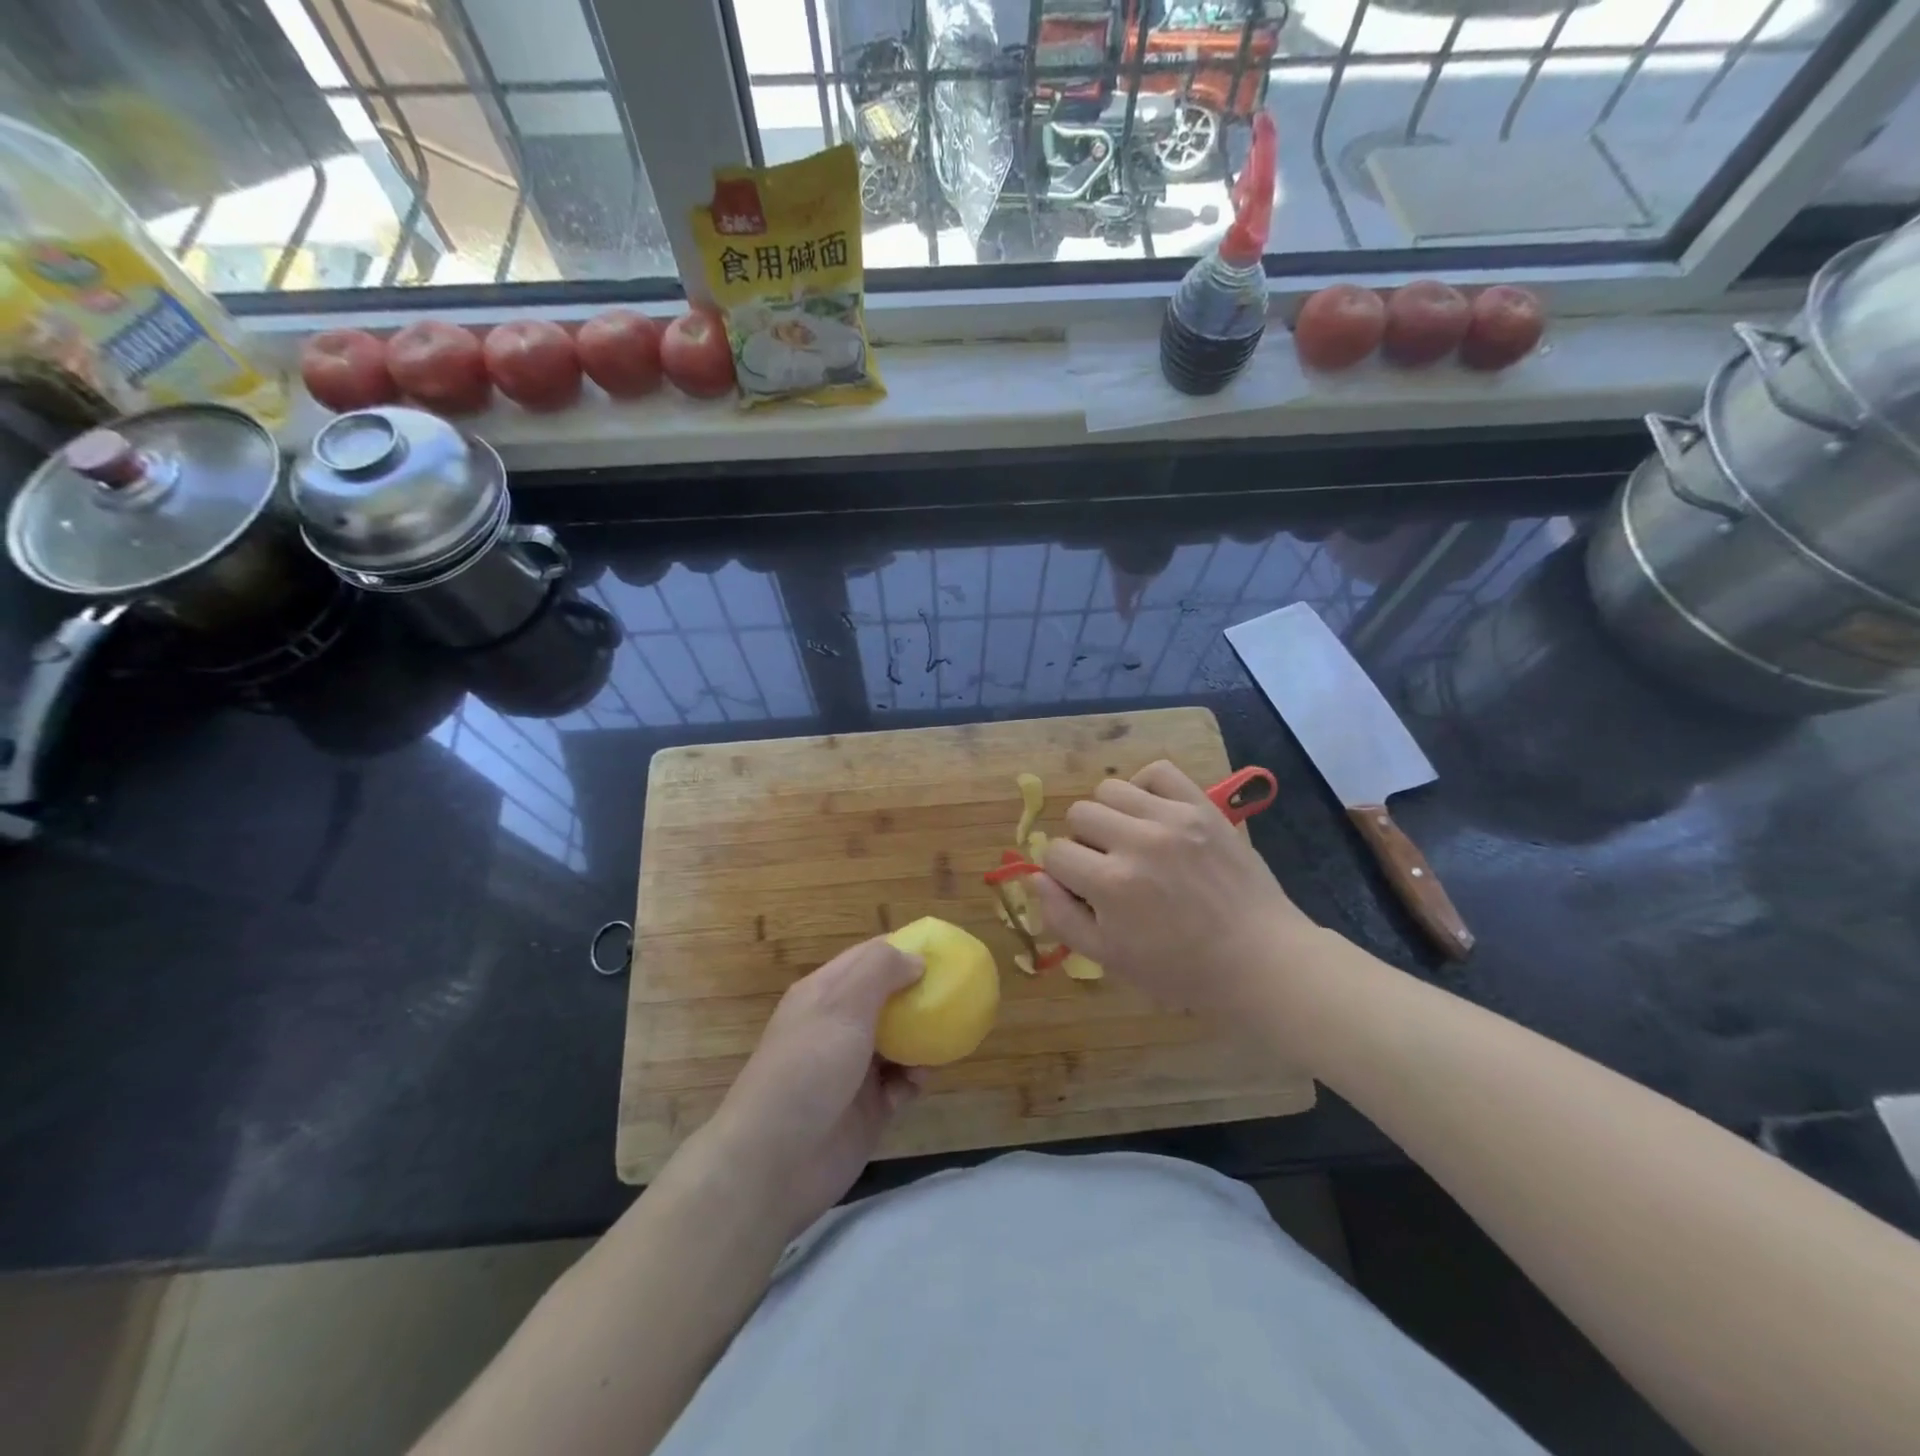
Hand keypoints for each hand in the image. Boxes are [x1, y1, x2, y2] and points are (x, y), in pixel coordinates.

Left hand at [698, 938, 924, 1238]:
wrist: (774, 1162)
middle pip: (888, 999)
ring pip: (899, 1041)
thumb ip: (880, 971)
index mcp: (825, 993)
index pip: (868, 957)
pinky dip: (914, 1079)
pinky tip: (919, 1081)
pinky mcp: (867, 1108)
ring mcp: (853, 1068)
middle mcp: (839, 1025)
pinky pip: (901, 1083)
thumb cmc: (808, 1068)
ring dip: (922, 1039)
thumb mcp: (842, 1004)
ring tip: (942, 1040)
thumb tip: (916, 959)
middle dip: (919, 996)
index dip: (904, 950)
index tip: (943, 952)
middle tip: (955, 995)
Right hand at [1033, 760, 1321, 1014]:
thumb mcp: (1109, 958)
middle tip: (1108, 866)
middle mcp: (1137, 842)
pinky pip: (1158, 771)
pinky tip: (1152, 814)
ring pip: (1110, 788)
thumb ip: (1061, 916)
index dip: (1062, 873)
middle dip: (1084, 842)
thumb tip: (1033, 877)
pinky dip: (1146, 788)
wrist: (1258, 959)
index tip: (1084, 889)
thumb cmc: (1179, 969)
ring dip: (1110, 814)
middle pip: (1079, 814)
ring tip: (1130, 838)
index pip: (1054, 853)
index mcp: (1110, 884)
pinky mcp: (1202, 806)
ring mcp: (1173, 818)